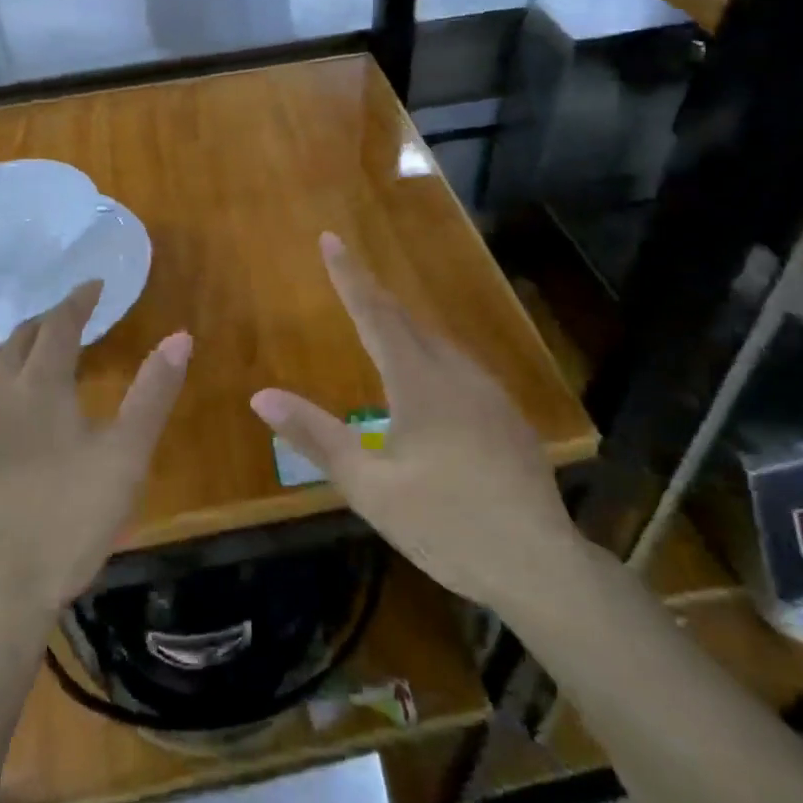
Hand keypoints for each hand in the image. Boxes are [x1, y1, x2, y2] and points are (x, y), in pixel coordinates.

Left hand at [0, 282, 190, 617]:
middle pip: (18, 339)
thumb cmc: (69, 518)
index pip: (58, 325)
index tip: (94, 284)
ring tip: (39, 352)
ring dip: (17, 348)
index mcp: (39, 386)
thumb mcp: (126, 455)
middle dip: (46, 319)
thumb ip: (153, 393)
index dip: (78, 300)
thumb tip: (180, 337)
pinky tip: (9, 409)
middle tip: (72, 315)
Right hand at [250, 234, 577, 613]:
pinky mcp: (508, 416)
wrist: (540, 564)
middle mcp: (457, 373)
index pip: (376, 313)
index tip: (330, 238)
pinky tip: (428, 384)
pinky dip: (430, 358)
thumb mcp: (370, 488)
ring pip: (437, 344)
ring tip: (379, 326)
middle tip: (347, 276)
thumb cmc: (446, 525)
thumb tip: (261, 396)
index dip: (350, 275)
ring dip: (404, 328)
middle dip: (374, 297)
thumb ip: (316, 437)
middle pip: (408, 322)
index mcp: (420, 382)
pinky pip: (459, 368)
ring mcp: (489, 393)